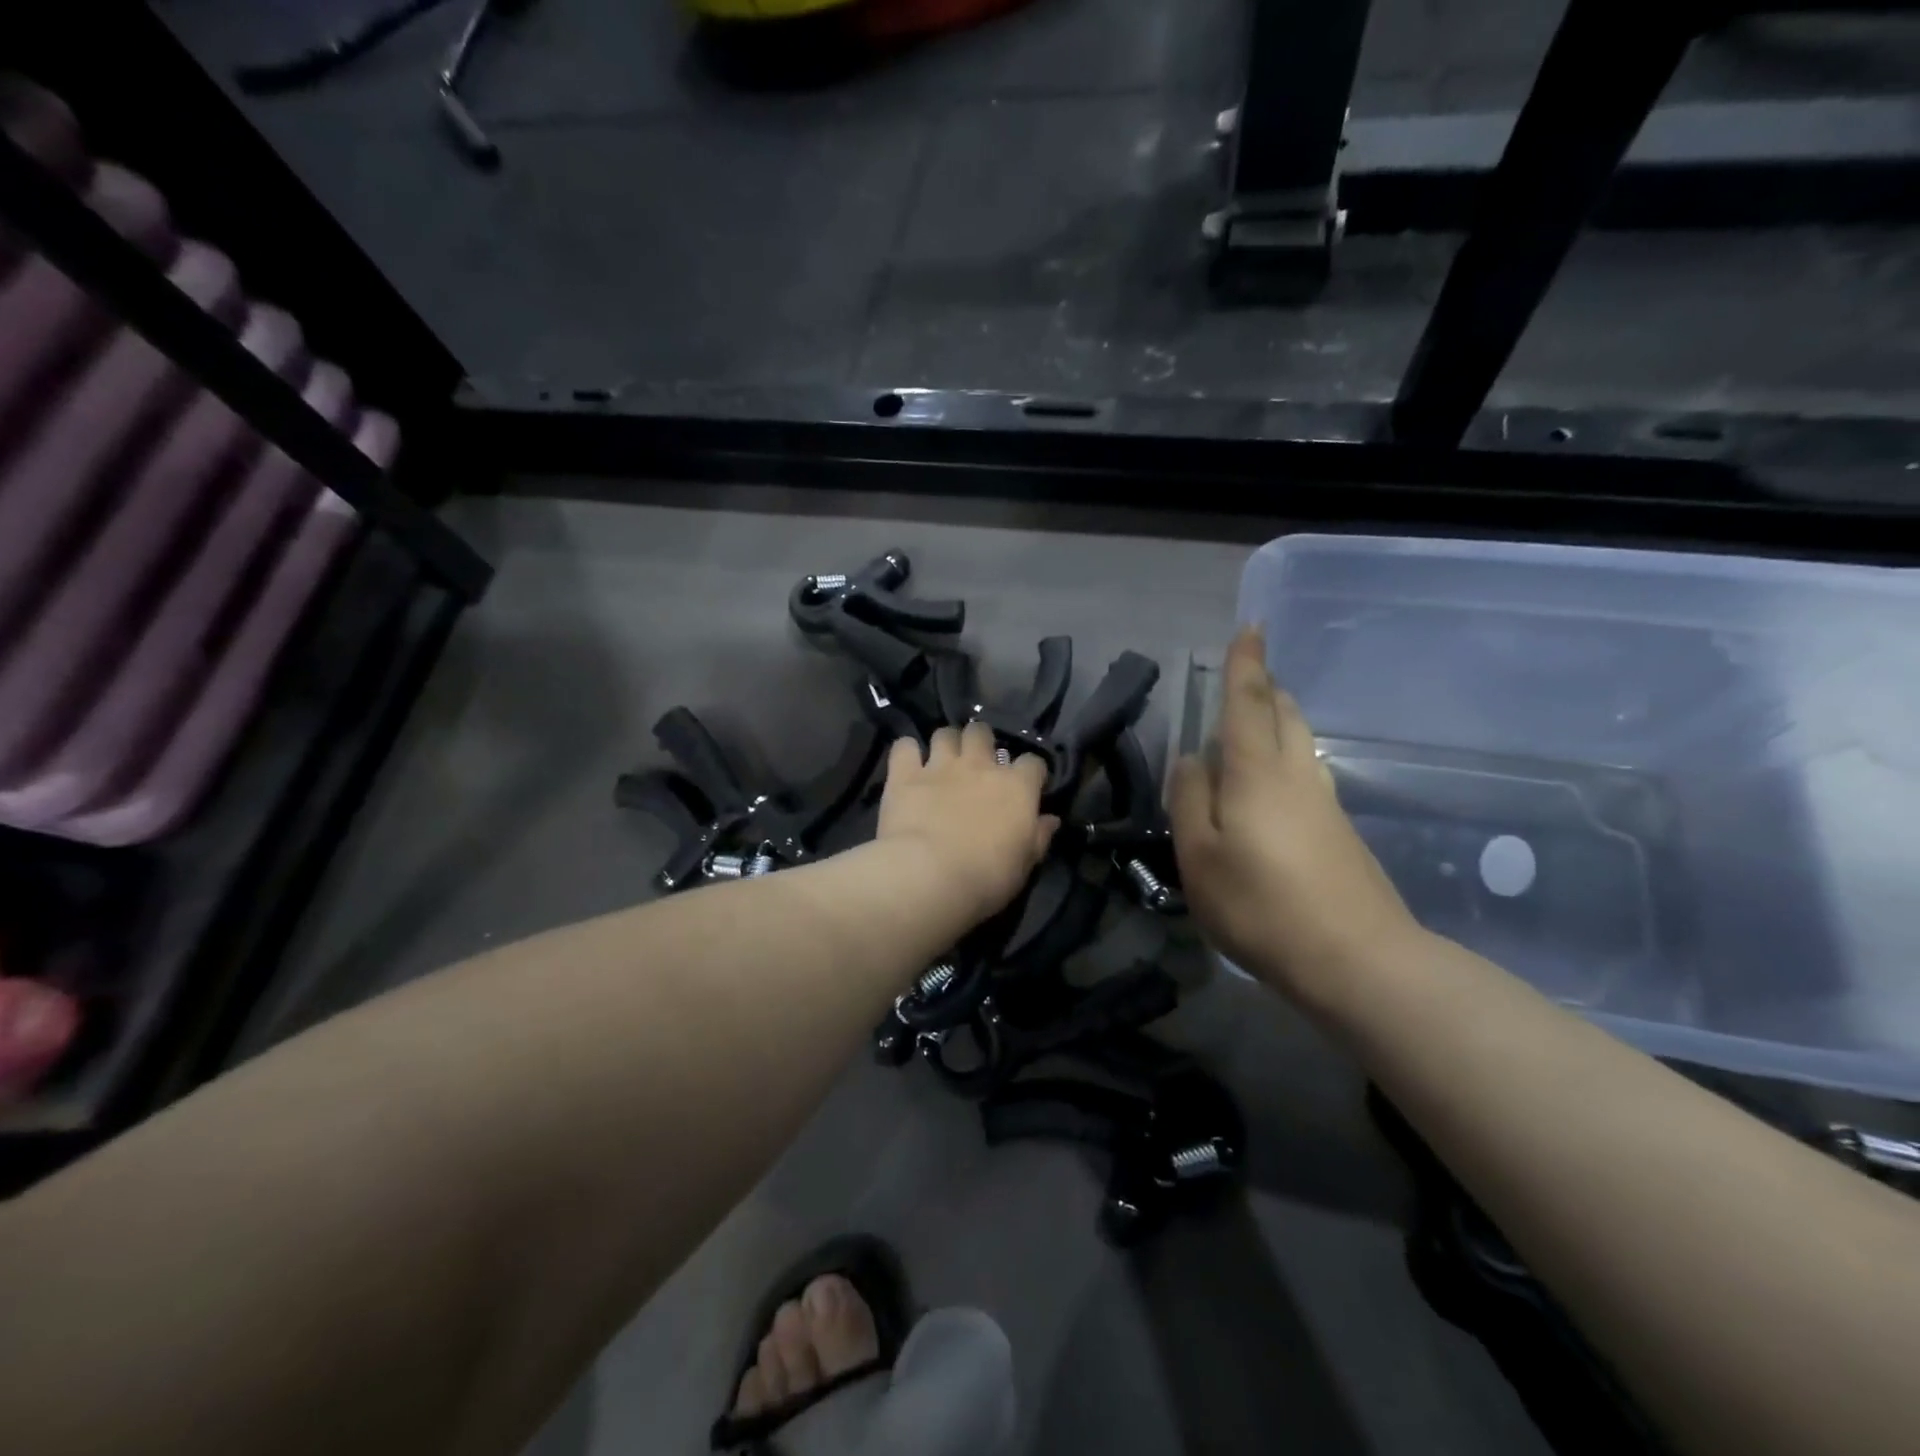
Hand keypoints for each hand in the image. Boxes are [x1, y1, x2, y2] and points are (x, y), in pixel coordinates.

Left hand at [878, 723, 1057, 926]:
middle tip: (976, 763)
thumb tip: (1051, 819)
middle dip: (980, 742)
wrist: (929, 876)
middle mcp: (979, 765)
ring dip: (945, 744)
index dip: (1030, 772)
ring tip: (942, 761)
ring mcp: (940, 766)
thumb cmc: (986, 877)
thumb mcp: (1024, 864)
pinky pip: (904, 747)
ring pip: (944, 733)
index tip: (1026, 786)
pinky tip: (907, 765)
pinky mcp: (905, 774)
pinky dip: (906, 752)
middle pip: (982, 733)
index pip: (1033, 763)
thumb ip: (1039, 837)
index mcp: (1016, 787)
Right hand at [1169, 628, 1422, 1010]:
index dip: (1246, 663)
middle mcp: (1297, 774)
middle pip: (1285, 714)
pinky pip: (1307, 772)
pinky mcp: (1340, 831)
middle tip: (1247, 676)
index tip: (1251, 626)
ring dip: (1278, 720)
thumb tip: (1193, 759)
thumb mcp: (1200, 855)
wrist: (1357, 960)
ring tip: (1253, 723)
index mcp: (1257, 771)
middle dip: (1266, 687)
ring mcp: (1325, 802)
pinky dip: (1285, 757)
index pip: (1250, 701)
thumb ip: (1190, 800)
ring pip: (1301, 741)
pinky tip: (1270, 784)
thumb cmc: (1262, 905)